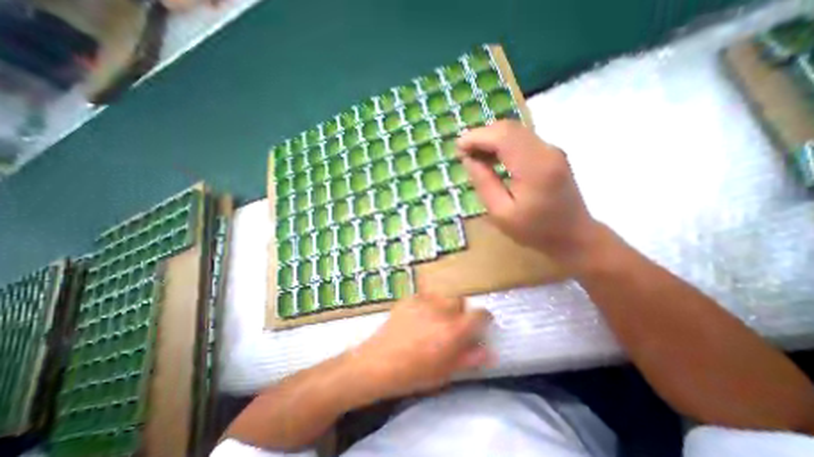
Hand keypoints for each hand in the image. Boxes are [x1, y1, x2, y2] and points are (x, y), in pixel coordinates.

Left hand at [354, 294, 492, 397]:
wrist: (379, 363)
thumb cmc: (414, 374)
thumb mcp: (445, 372)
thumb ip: (469, 358)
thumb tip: (489, 351)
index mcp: (454, 330)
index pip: (479, 314)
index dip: (484, 318)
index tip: (481, 323)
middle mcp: (441, 310)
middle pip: (460, 300)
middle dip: (461, 310)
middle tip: (453, 324)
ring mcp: (423, 301)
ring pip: (443, 295)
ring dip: (444, 305)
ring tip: (435, 319)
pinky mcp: (409, 299)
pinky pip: (425, 296)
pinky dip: (427, 304)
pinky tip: (417, 317)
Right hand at [456, 120, 602, 273]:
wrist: (574, 236)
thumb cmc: (534, 231)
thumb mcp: (501, 213)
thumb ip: (484, 183)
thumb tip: (469, 159)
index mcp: (535, 168)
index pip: (503, 136)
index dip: (477, 137)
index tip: (458, 148)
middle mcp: (547, 150)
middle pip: (508, 128)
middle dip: (481, 136)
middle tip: (463, 153)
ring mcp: (551, 150)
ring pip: (515, 131)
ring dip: (490, 139)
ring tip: (473, 156)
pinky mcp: (551, 153)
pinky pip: (521, 139)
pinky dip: (502, 144)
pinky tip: (491, 158)